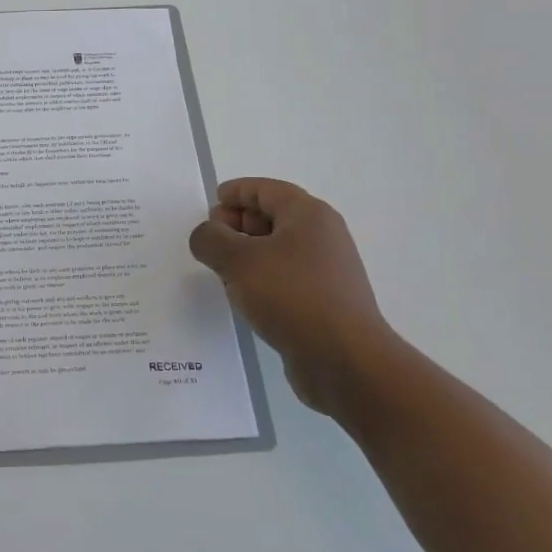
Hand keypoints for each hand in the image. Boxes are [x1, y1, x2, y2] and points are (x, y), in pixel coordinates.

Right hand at [188, 178, 395, 416]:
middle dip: (236, 224)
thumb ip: (210, 239)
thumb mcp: (237, 260)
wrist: (345, 361)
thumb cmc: (291, 296)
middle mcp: (322, 237)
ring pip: (276, 250)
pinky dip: (260, 279)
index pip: (265, 189)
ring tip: (220, 272)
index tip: (208, 205)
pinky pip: (284, 278)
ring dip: (246, 255)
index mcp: (308, 215)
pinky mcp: (323, 301)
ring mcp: (326, 271)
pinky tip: (243, 297)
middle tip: (209, 242)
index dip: (234, 193)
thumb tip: (206, 235)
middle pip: (271, 217)